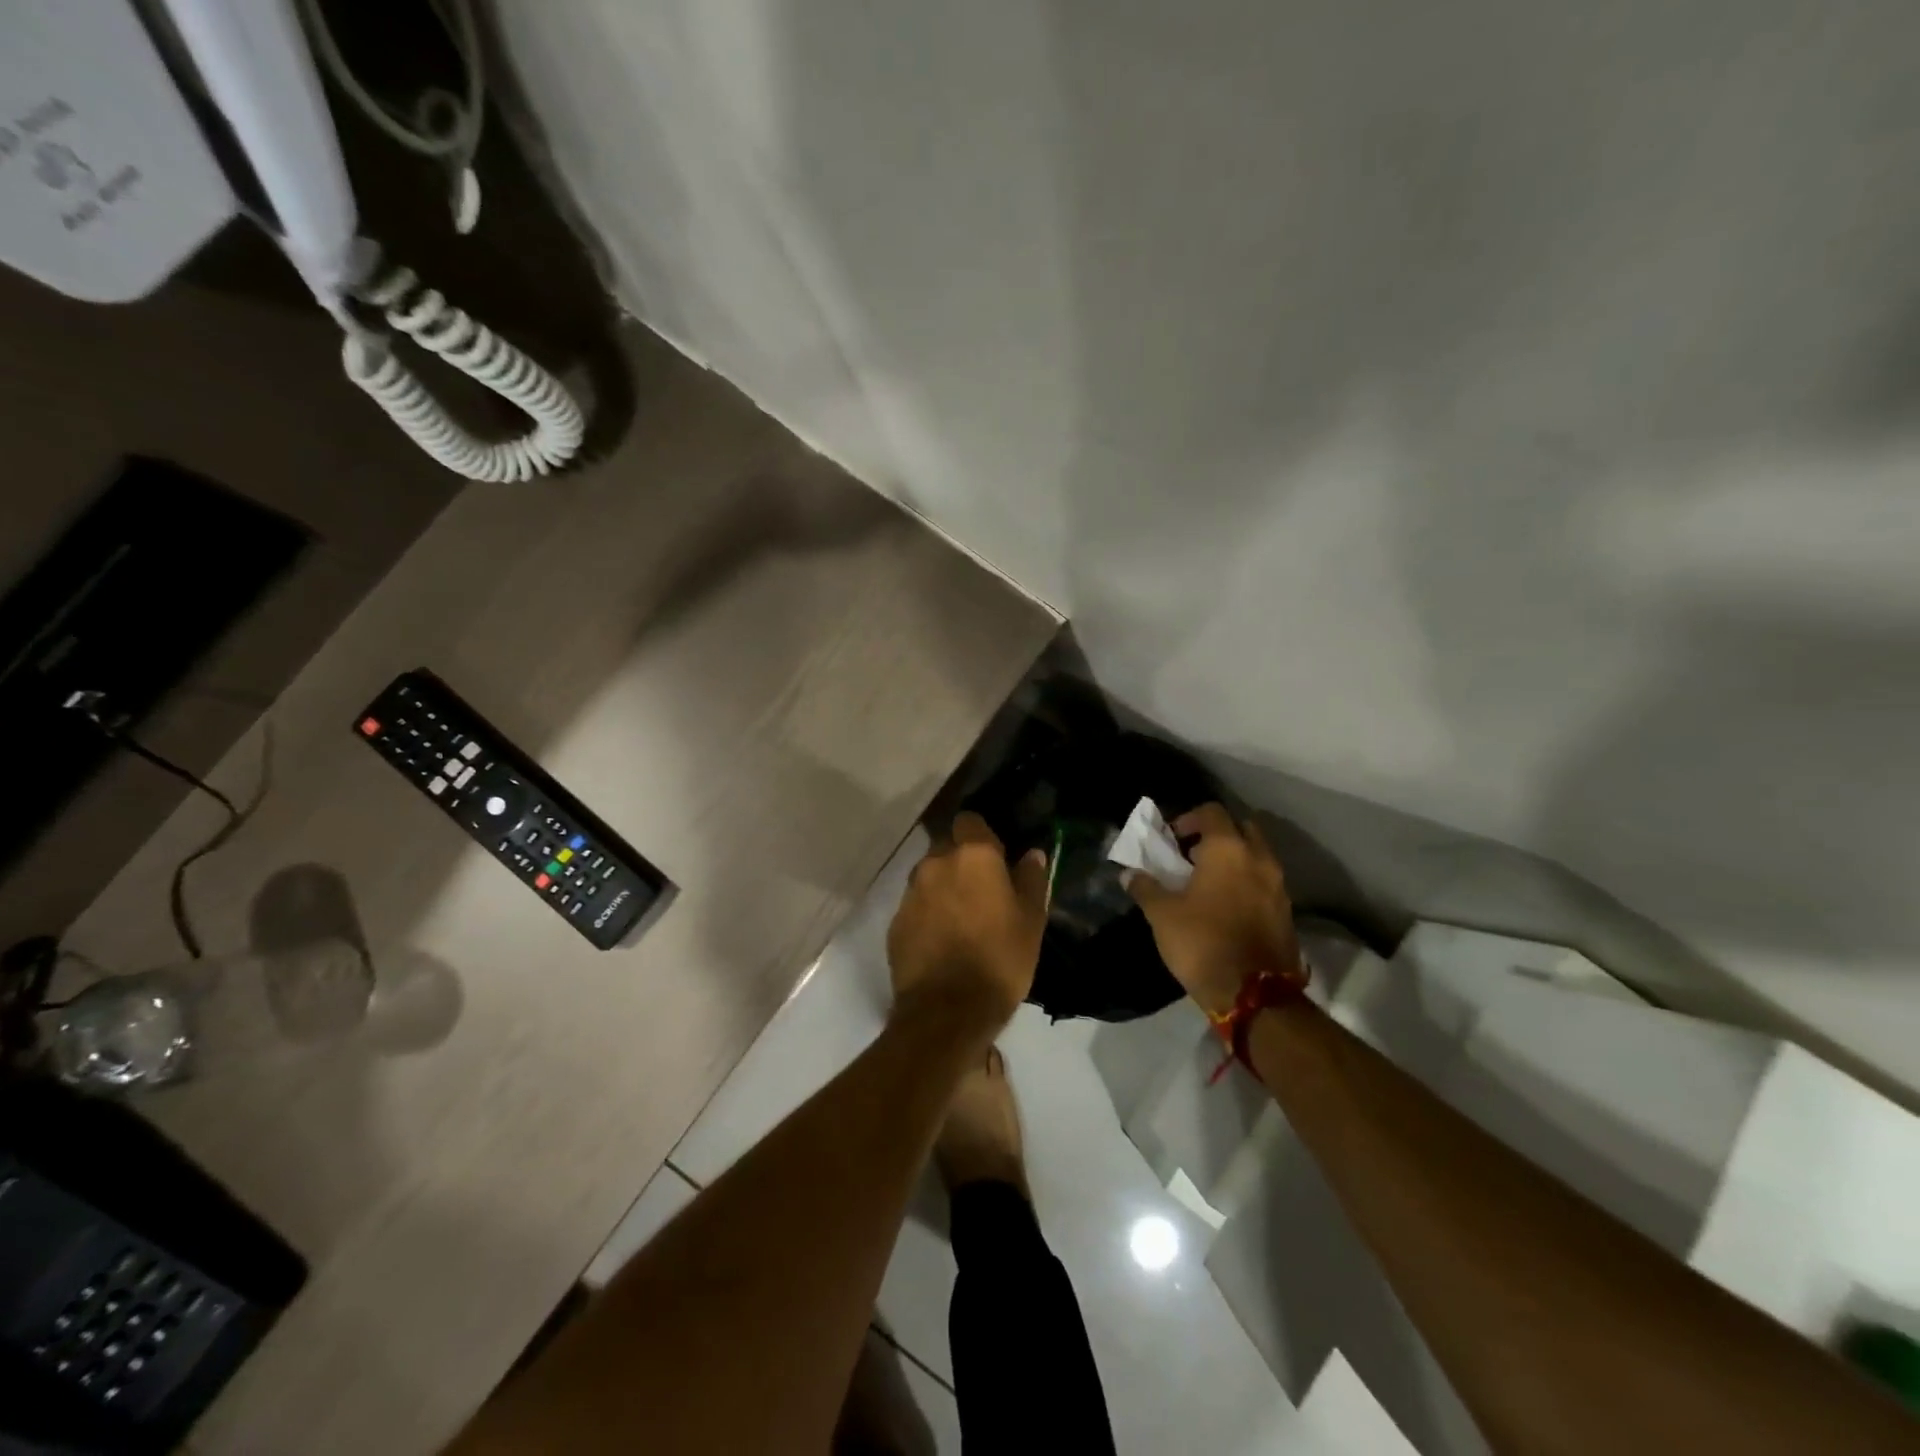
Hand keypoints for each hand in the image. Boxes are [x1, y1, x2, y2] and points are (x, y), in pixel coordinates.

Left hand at [888, 813, 1049, 1042]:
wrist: (946, 1011)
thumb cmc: (1000, 960)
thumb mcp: (1031, 921)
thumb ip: (1031, 880)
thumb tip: (1032, 854)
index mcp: (973, 856)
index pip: (970, 821)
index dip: (982, 835)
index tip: (996, 857)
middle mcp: (936, 863)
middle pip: (947, 847)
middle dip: (961, 861)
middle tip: (982, 891)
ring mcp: (911, 892)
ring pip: (929, 876)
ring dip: (943, 887)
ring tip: (961, 919)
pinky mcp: (895, 921)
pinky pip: (916, 905)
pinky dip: (928, 914)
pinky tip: (942, 940)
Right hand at [1125, 803, 1300, 1016]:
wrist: (1255, 994)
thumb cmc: (1203, 942)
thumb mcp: (1162, 915)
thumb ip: (1145, 888)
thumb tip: (1129, 874)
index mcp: (1228, 849)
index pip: (1211, 812)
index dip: (1188, 818)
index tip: (1171, 839)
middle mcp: (1259, 858)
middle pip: (1241, 828)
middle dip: (1218, 835)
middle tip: (1193, 856)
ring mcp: (1279, 885)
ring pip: (1257, 856)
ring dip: (1235, 860)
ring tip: (1208, 883)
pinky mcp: (1287, 911)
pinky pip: (1265, 882)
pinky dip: (1248, 883)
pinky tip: (1227, 906)